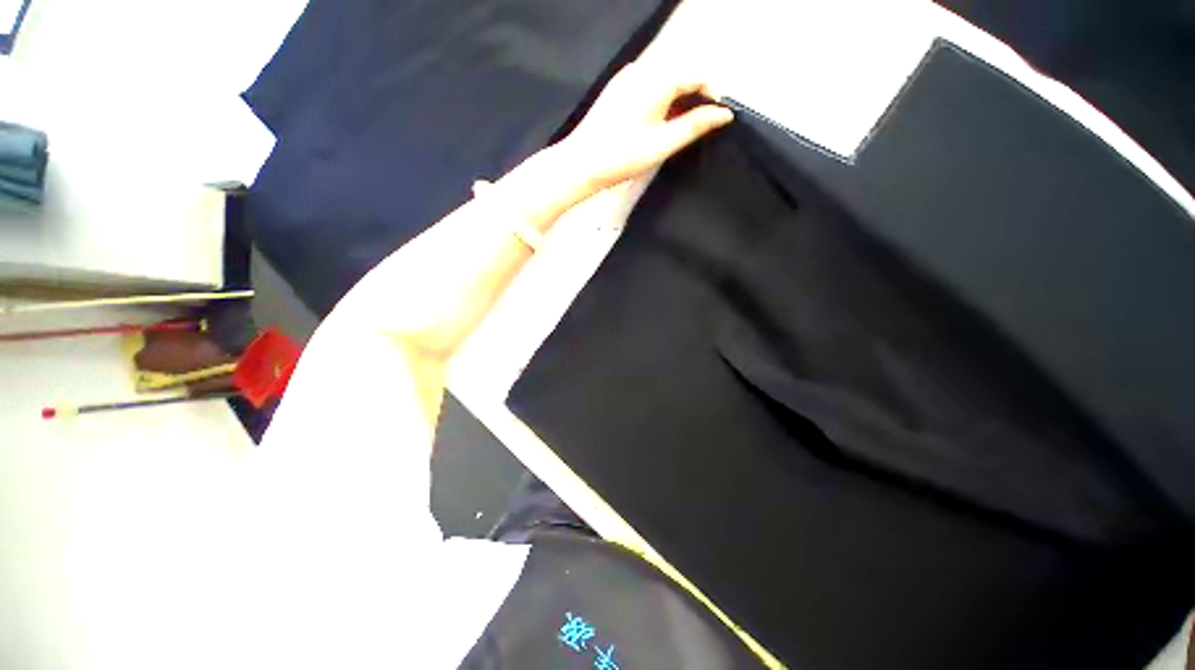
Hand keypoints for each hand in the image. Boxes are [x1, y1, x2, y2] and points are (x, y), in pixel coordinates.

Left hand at [557, 61, 734, 192]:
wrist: (582, 163)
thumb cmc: (622, 156)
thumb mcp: (662, 143)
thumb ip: (695, 125)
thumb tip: (724, 114)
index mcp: (656, 79)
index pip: (697, 73)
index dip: (713, 93)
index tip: (719, 117)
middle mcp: (641, 69)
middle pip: (681, 73)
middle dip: (696, 95)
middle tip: (701, 125)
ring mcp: (626, 78)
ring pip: (664, 79)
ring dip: (678, 98)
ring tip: (680, 128)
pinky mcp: (616, 89)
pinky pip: (648, 85)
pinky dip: (661, 99)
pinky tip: (659, 122)